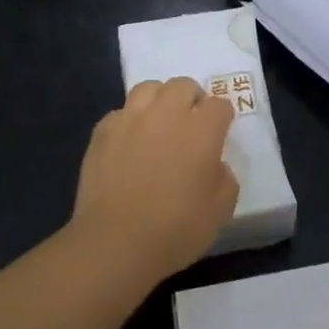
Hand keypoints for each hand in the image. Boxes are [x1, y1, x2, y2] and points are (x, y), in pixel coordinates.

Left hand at [72, 77, 240, 279]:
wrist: (116, 242)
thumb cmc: (176, 229)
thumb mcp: (221, 210)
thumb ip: (226, 178)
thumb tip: (216, 164)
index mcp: (202, 130)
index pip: (219, 104)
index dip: (222, 117)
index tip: (219, 133)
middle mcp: (167, 113)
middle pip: (183, 85)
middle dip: (191, 99)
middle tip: (190, 123)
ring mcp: (131, 119)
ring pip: (149, 88)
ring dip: (159, 100)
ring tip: (158, 122)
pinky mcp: (103, 131)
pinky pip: (120, 113)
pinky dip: (128, 121)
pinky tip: (128, 142)